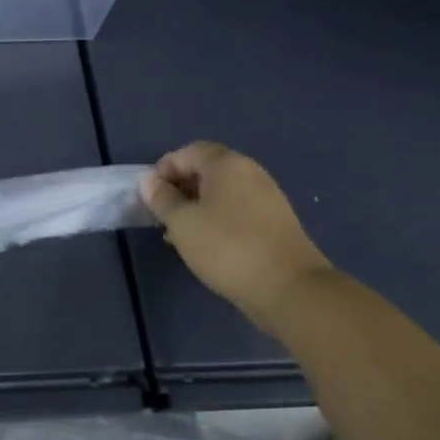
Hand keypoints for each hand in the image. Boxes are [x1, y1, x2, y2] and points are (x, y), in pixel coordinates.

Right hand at [139, 142, 332, 332]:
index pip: (188, 152)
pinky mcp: (275, 222)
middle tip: (162, 213)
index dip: (164, 169)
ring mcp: (267, 197)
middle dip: (180, 187)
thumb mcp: (182, 222)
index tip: (149, 195)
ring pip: (222, 192)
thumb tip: (149, 182)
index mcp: (227, 165)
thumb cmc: (227, 247)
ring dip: (197, 206)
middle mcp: (250, 173)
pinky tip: (206, 244)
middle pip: (207, 169)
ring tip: (180, 232)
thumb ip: (162, 199)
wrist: (289, 288)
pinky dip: (217, 218)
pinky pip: (237, 209)